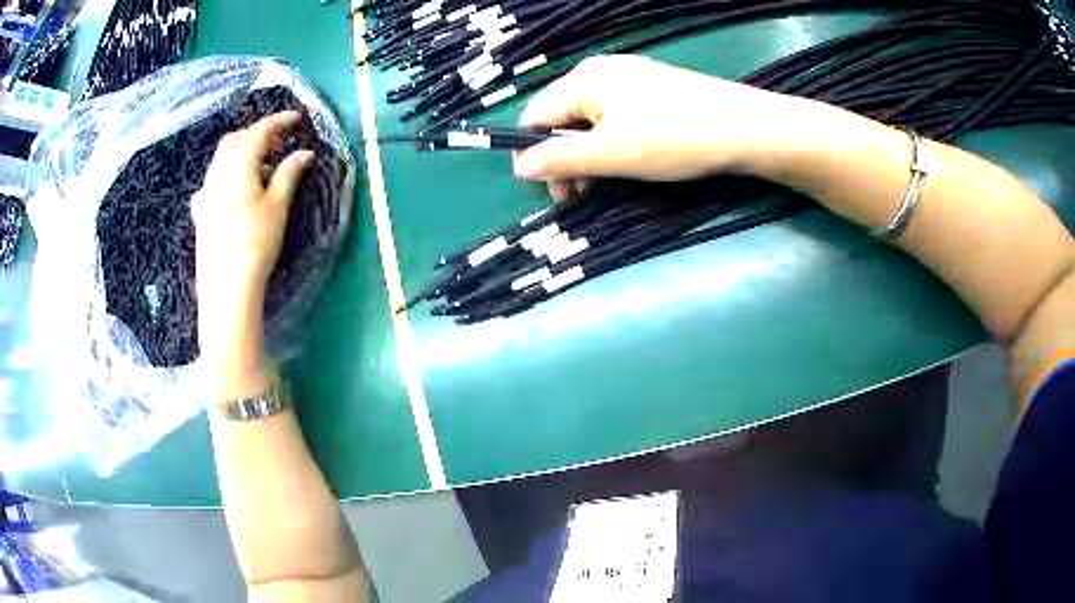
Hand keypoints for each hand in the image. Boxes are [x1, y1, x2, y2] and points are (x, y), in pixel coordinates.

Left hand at [193, 111, 314, 366]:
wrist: (226, 286)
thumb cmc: (255, 245)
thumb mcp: (277, 207)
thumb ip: (288, 174)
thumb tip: (304, 152)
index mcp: (238, 168)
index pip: (258, 132)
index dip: (278, 121)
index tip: (297, 118)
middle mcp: (218, 173)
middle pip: (235, 139)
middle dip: (257, 133)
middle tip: (279, 144)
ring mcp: (206, 192)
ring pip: (221, 157)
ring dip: (241, 150)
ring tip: (260, 164)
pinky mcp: (201, 211)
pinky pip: (213, 177)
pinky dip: (228, 170)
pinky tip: (235, 187)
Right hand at [513, 55, 809, 201]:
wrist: (745, 128)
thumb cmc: (672, 138)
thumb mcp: (610, 154)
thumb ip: (560, 159)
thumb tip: (518, 167)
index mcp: (583, 80)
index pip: (535, 116)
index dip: (535, 154)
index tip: (553, 191)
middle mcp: (601, 73)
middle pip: (562, 119)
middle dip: (565, 159)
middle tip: (581, 197)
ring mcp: (630, 81)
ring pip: (591, 122)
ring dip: (590, 156)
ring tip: (607, 185)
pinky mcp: (654, 93)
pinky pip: (617, 119)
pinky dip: (614, 144)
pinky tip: (631, 163)